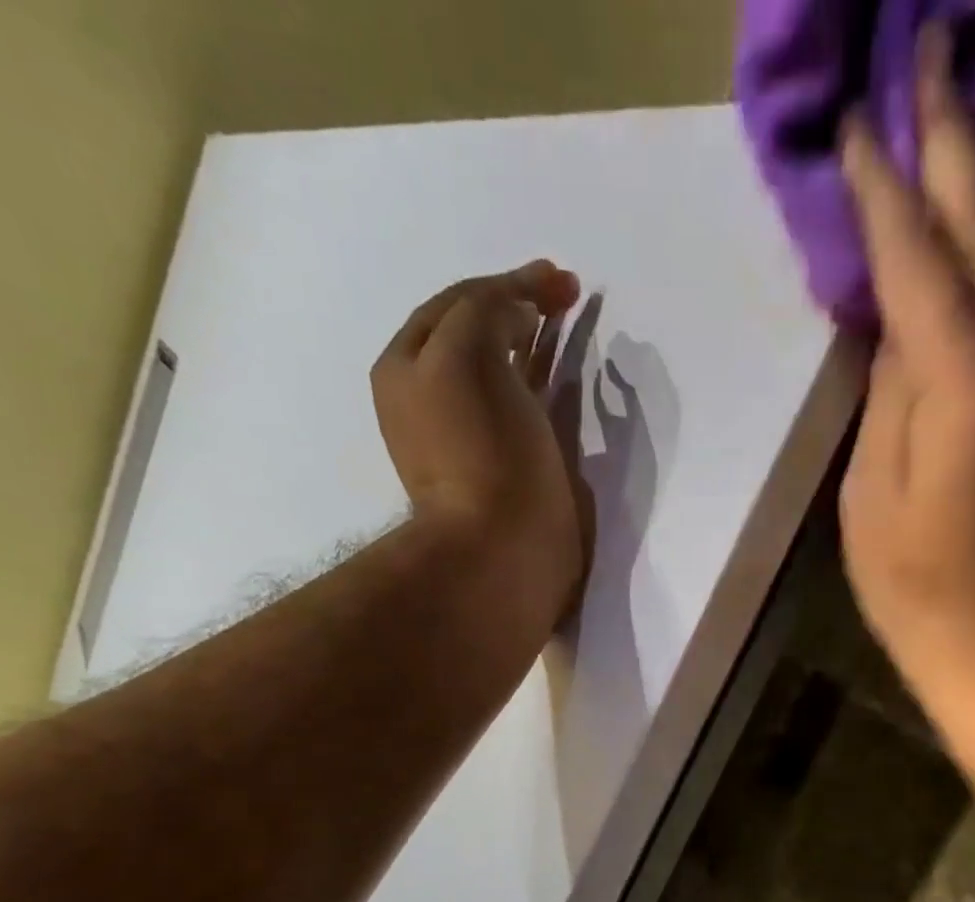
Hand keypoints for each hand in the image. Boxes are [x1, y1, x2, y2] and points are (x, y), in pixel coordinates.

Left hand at [372, 260, 594, 623]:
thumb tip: (517, 313)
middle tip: (565, 296)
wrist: (502, 550)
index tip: (560, 278)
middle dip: (517, 308)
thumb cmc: (483, 451)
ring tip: (566, 329)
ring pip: (501, 374)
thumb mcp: (466, 355)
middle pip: (475, 335)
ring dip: (532, 345)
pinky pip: (522, 412)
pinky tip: (563, 384)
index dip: (509, 282)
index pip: (458, 304)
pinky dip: (542, 387)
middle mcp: (431, 399)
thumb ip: (485, 312)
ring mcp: (470, 438)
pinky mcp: (507, 470)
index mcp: (409, 368)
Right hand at [837, 28, 974, 693]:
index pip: (914, 251)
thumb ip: (888, 391)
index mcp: (961, 373)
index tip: (859, 113)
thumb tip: (899, 323)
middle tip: (931, 51)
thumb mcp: (871, 487)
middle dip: (954, 136)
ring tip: (956, 126)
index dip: (883, 182)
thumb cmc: (914, 579)